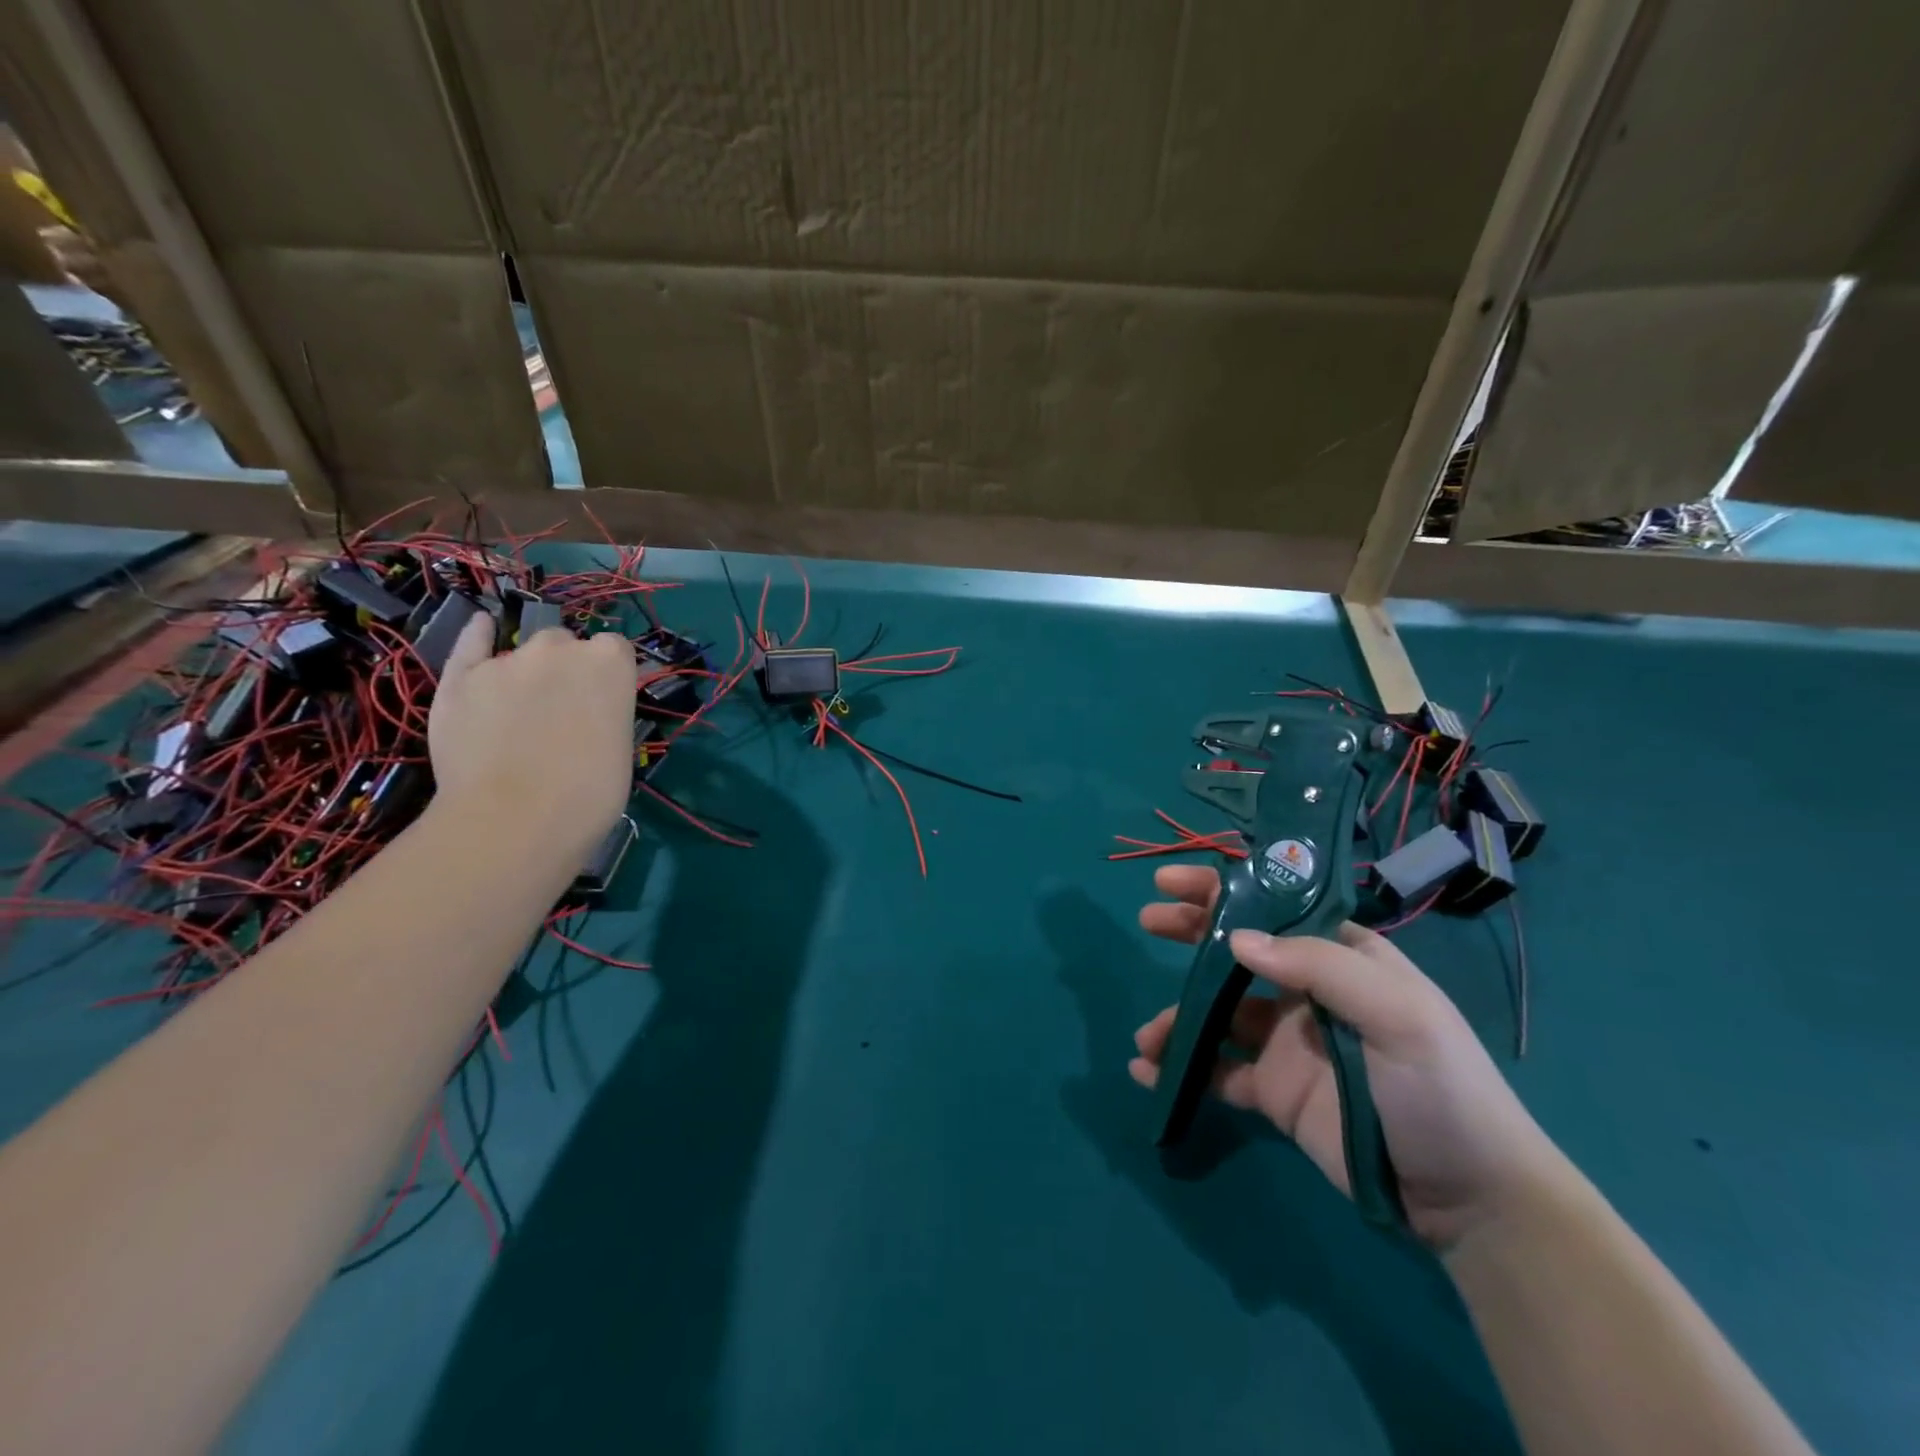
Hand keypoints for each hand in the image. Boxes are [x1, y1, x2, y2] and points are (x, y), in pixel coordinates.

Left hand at [427, 614, 636, 859]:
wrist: (516, 820)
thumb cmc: (589, 793)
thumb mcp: (620, 748)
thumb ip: (606, 714)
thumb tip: (590, 715)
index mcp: (610, 662)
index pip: (615, 649)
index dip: (608, 674)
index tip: (604, 701)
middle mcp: (560, 649)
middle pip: (565, 644)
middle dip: (565, 668)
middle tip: (562, 711)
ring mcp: (507, 660)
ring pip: (522, 653)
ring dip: (527, 672)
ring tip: (520, 712)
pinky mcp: (461, 679)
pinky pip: (471, 645)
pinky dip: (477, 636)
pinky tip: (481, 626)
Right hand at [1130, 864, 1566, 1248]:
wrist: (1469, 1198)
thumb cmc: (1439, 1088)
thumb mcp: (1398, 1015)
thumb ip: (1319, 968)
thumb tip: (1236, 941)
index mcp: (1341, 959)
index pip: (1275, 909)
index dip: (1223, 890)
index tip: (1172, 881)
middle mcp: (1307, 992)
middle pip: (1237, 952)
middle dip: (1191, 933)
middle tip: (1148, 921)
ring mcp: (1287, 1043)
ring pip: (1217, 1014)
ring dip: (1178, 1017)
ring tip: (1147, 1036)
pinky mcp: (1275, 1092)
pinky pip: (1217, 1071)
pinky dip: (1182, 1069)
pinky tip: (1150, 1073)